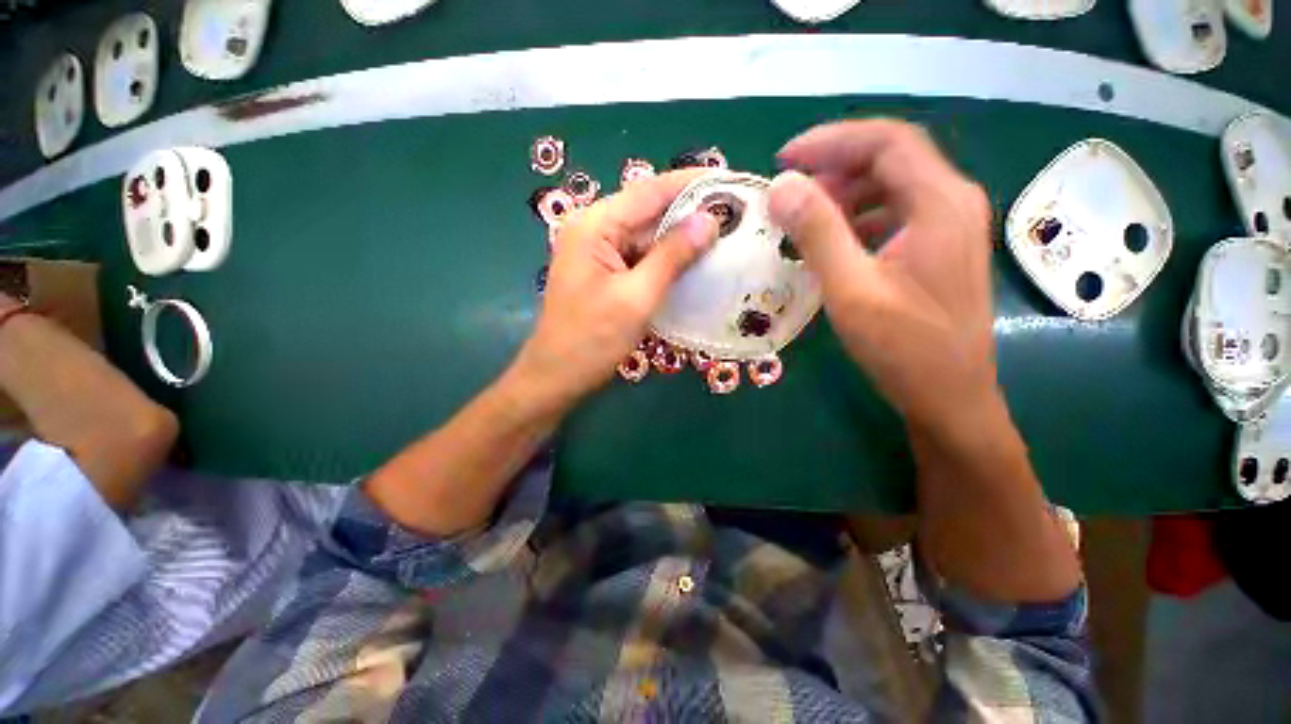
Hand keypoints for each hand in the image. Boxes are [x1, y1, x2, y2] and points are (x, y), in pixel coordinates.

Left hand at [512, 170, 718, 413]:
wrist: (557, 377)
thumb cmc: (592, 339)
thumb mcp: (637, 297)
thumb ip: (672, 256)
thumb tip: (709, 220)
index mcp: (594, 225)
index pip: (650, 191)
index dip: (691, 183)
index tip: (731, 181)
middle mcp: (594, 229)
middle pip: (648, 211)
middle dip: (690, 212)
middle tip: (736, 213)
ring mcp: (598, 252)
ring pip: (647, 236)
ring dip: (681, 237)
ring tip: (725, 235)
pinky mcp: (605, 273)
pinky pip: (640, 257)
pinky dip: (666, 259)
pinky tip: (694, 262)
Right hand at [767, 120, 996, 439]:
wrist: (950, 397)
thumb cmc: (903, 348)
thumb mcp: (851, 290)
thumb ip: (817, 233)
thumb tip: (781, 187)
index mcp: (940, 203)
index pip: (886, 141)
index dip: (831, 141)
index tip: (784, 160)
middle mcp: (953, 202)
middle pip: (892, 158)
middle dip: (835, 165)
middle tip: (789, 191)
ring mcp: (949, 226)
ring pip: (893, 185)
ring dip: (845, 192)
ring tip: (804, 216)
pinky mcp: (938, 249)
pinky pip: (895, 213)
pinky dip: (858, 217)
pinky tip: (833, 240)